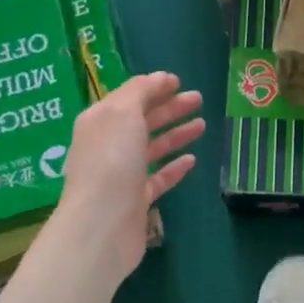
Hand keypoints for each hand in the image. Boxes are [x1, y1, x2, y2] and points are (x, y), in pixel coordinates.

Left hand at [53, 72, 204, 282]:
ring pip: (152, 148)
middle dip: (170, 108)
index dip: (153, 88)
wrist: (102, 225)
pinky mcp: (136, 200)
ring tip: (202, 125)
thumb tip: (160, 78)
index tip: (179, 82)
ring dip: (176, 135)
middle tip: (199, 100)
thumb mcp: (123, 113)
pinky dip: (174, 167)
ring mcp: (122, 174)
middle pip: (142, 121)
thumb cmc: (112, 161)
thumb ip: (141, 91)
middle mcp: (108, 145)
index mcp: (100, 121)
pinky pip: (158, 178)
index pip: (129, 97)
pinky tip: (192, 160)